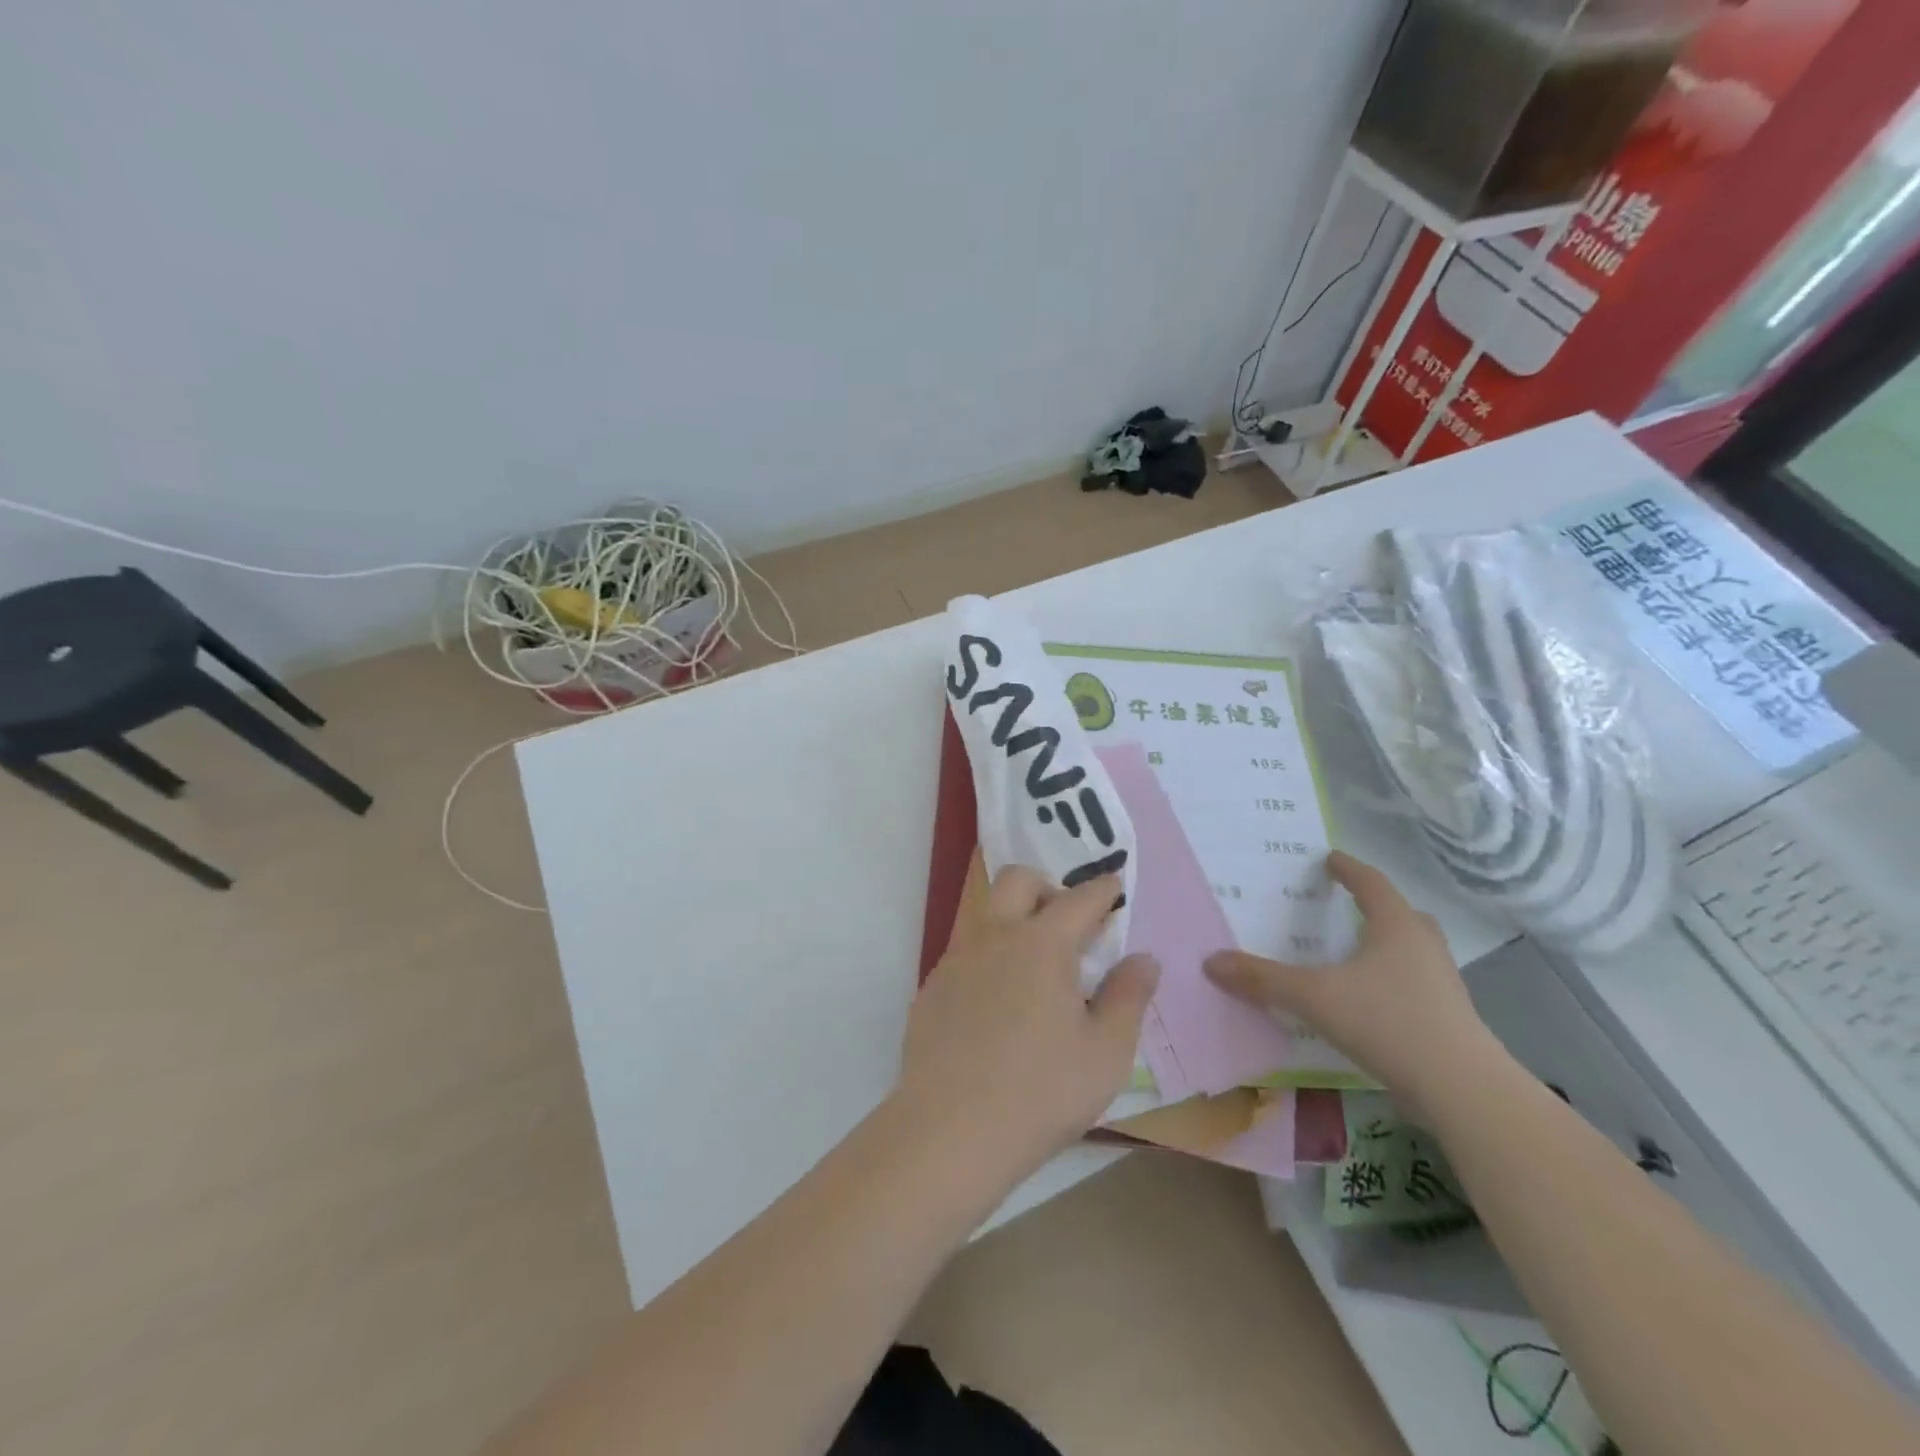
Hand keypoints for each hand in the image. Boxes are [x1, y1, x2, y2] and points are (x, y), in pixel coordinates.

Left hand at [896, 866, 1158, 1187]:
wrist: (950, 1131)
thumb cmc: (1041, 1092)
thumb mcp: (1106, 1053)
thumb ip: (1129, 997)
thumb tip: (1144, 959)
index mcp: (1042, 944)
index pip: (1080, 898)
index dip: (1103, 890)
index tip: (1115, 888)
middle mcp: (995, 936)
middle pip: (1018, 880)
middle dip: (1049, 888)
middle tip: (1070, 926)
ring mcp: (957, 959)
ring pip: (987, 915)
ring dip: (1015, 922)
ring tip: (1036, 970)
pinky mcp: (933, 988)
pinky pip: (966, 953)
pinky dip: (990, 959)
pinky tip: (999, 1008)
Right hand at [1204, 852, 1501, 1121]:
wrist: (1462, 1090)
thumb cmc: (1388, 1022)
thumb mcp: (1314, 997)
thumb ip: (1263, 979)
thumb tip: (1210, 962)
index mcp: (1396, 927)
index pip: (1371, 883)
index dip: (1348, 869)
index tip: (1330, 858)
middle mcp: (1423, 947)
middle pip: (1402, 914)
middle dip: (1376, 906)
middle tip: (1348, 905)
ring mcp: (1442, 984)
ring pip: (1414, 950)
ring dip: (1388, 944)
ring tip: (1357, 952)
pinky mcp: (1448, 1019)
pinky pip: (1416, 984)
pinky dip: (1392, 980)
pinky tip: (1370, 1001)